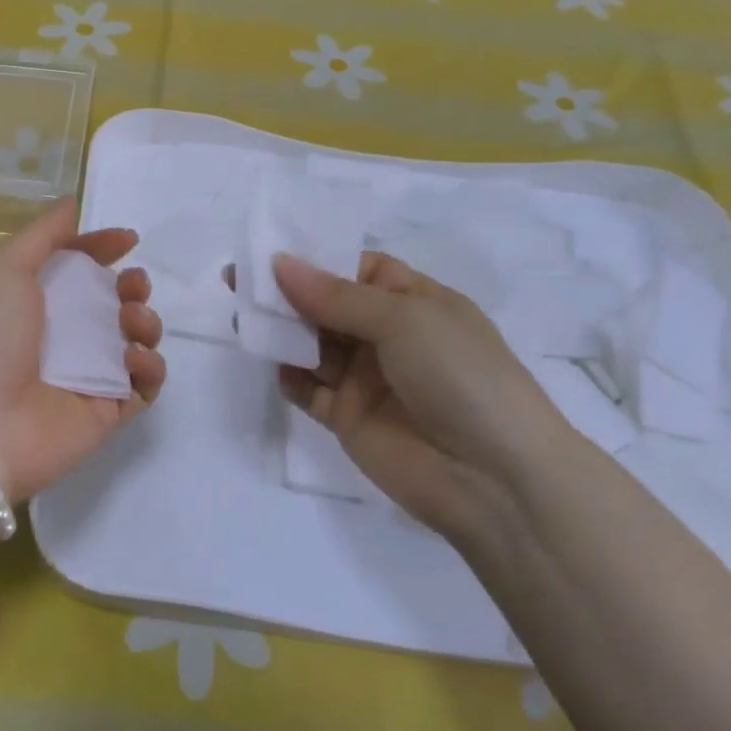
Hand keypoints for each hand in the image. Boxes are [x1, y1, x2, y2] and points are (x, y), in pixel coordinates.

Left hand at [0, 199, 165, 501]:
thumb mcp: (5, 266)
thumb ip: (43, 233)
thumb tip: (73, 204)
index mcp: (35, 302)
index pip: (79, 269)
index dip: (102, 250)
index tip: (127, 241)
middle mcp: (62, 338)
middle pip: (113, 305)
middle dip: (133, 287)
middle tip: (132, 286)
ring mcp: (86, 377)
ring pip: (135, 342)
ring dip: (146, 322)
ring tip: (131, 320)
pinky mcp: (106, 413)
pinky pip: (143, 386)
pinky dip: (149, 368)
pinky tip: (132, 359)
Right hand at [271, 252, 573, 532]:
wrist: (492, 478)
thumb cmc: (459, 376)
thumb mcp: (404, 319)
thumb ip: (335, 296)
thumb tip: (279, 264)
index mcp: (414, 301)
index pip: (357, 268)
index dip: (316, 259)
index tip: (268, 251)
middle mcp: (388, 335)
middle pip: (327, 305)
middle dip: (286, 293)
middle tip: (237, 282)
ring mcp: (367, 378)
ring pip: (313, 345)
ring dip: (282, 332)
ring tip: (246, 320)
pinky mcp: (349, 418)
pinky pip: (309, 390)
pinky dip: (290, 376)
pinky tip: (278, 367)